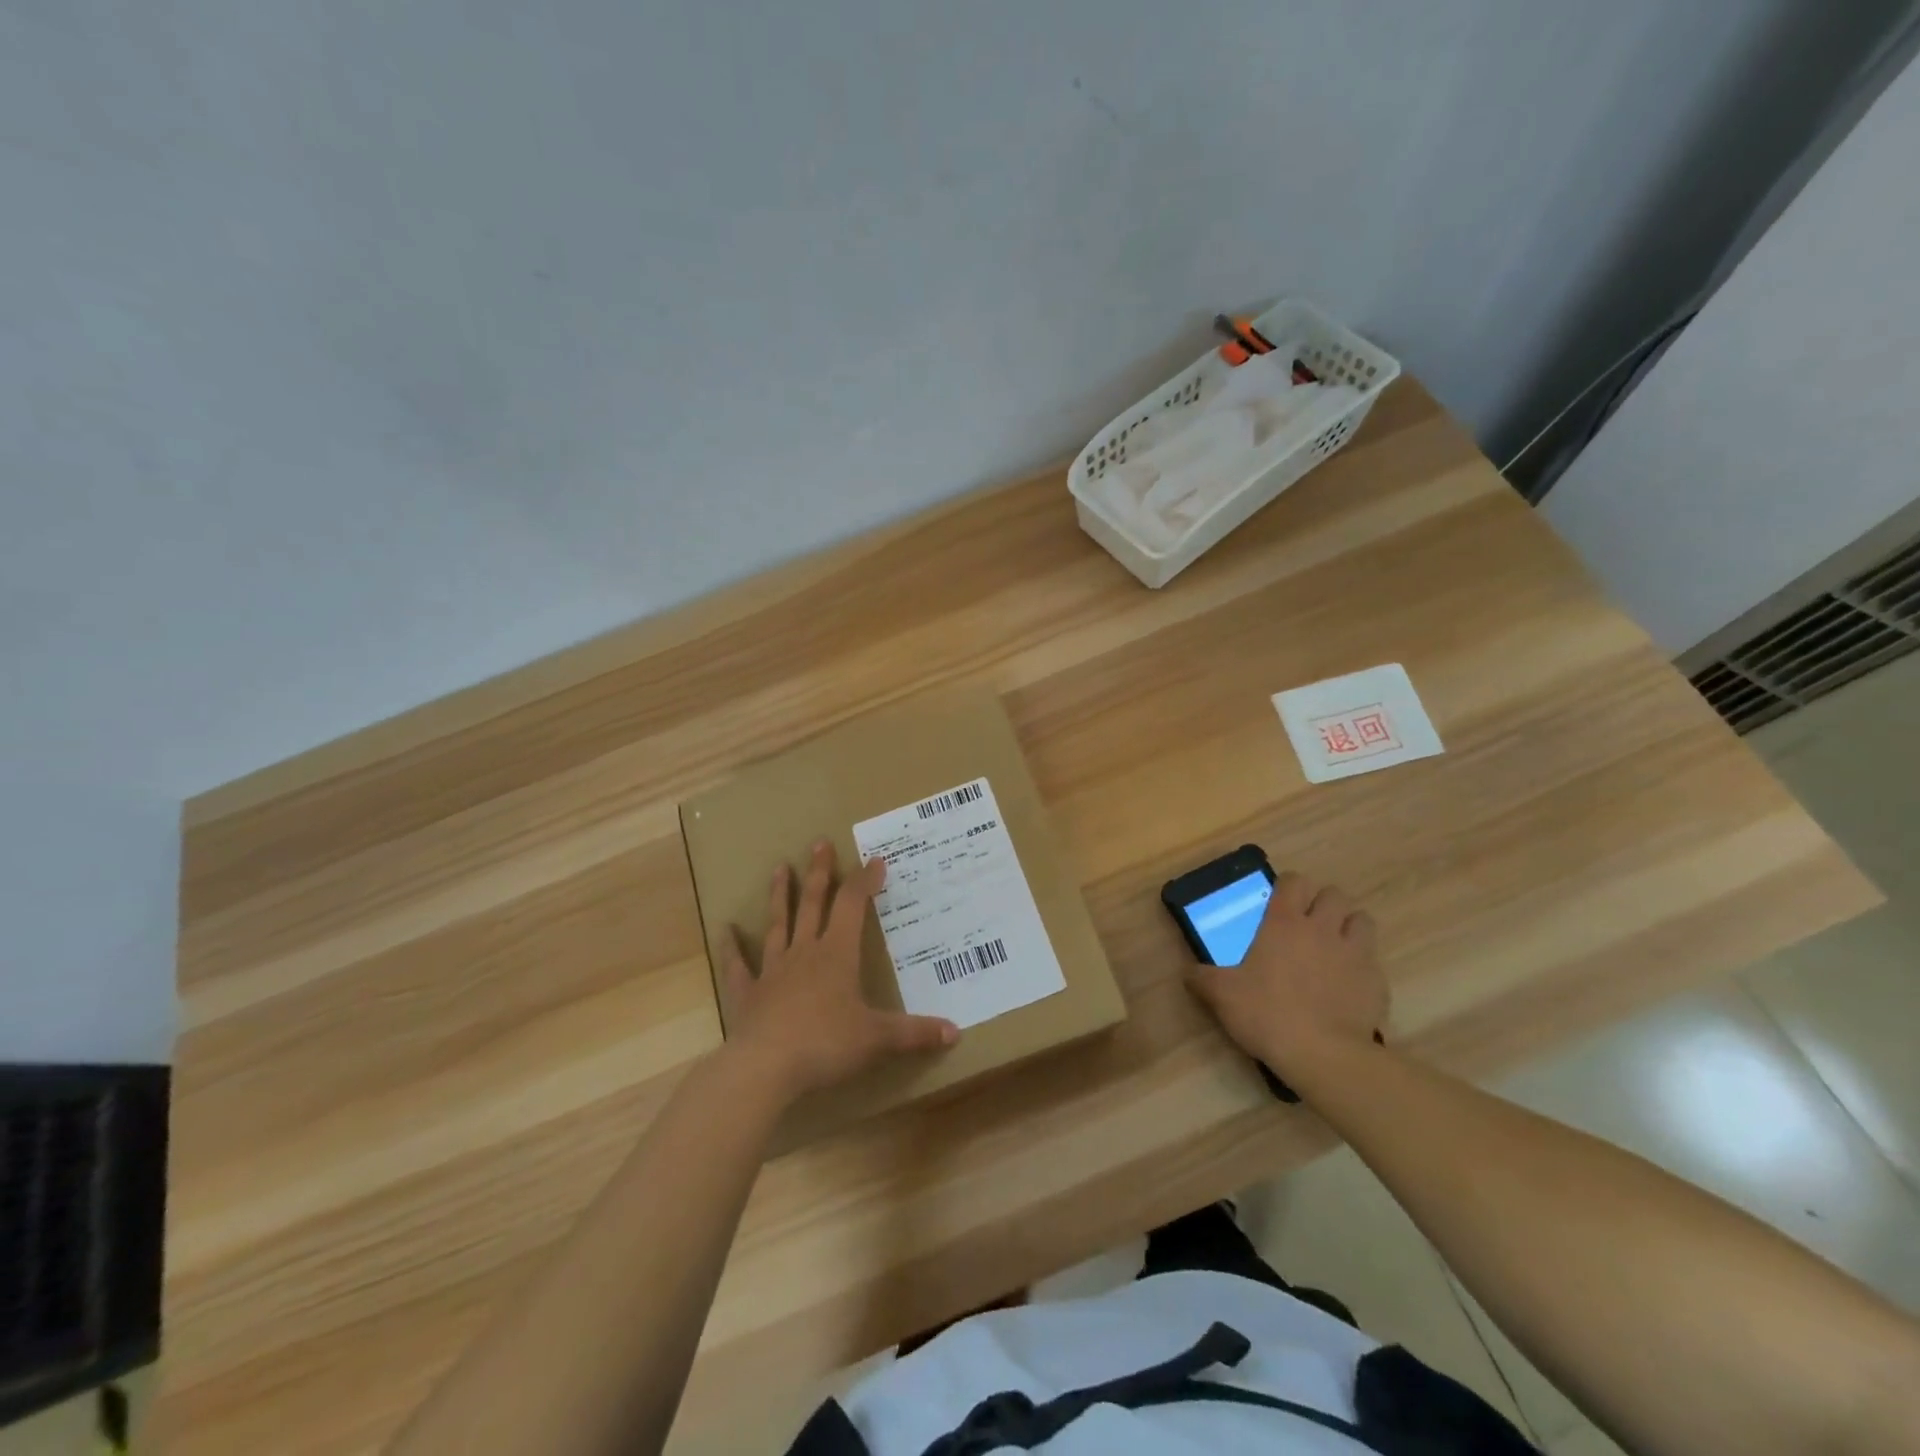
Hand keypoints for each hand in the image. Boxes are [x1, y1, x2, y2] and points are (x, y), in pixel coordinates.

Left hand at [720, 840, 958, 1098]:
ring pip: (778, 923)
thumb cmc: (826, 1045)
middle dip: (819, 872)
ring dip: (779, 895)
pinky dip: (731, 947)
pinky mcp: (747, 993)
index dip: (864, 880)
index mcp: (837, 954)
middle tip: (819, 843)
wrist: (766, 1067)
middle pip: (812, 903)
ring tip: (779, 867)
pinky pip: (738, 965)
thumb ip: (915, 1033)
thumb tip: (956, 1031)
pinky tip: (725, 929)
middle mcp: (805, 952)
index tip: (875, 860)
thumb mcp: (877, 1039)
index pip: (852, 905)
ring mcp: (773, 970)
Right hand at [1184, 872, 1387, 1076]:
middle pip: (1334, 895)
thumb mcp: (1221, 995)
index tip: (1279, 902)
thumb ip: (1202, 978)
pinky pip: (1373, 961)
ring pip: (1362, 920)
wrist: (1322, 1055)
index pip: (1294, 881)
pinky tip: (1347, 987)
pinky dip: (1362, 967)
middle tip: (1307, 925)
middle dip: (1323, 904)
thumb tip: (1188, 973)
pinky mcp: (1377, 982)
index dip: (1288, 887)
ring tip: (1334, 948)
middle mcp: (1323, 928)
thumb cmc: (1267, 1013)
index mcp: (1285, 922)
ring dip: (1349, 927)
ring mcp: (1355, 953)